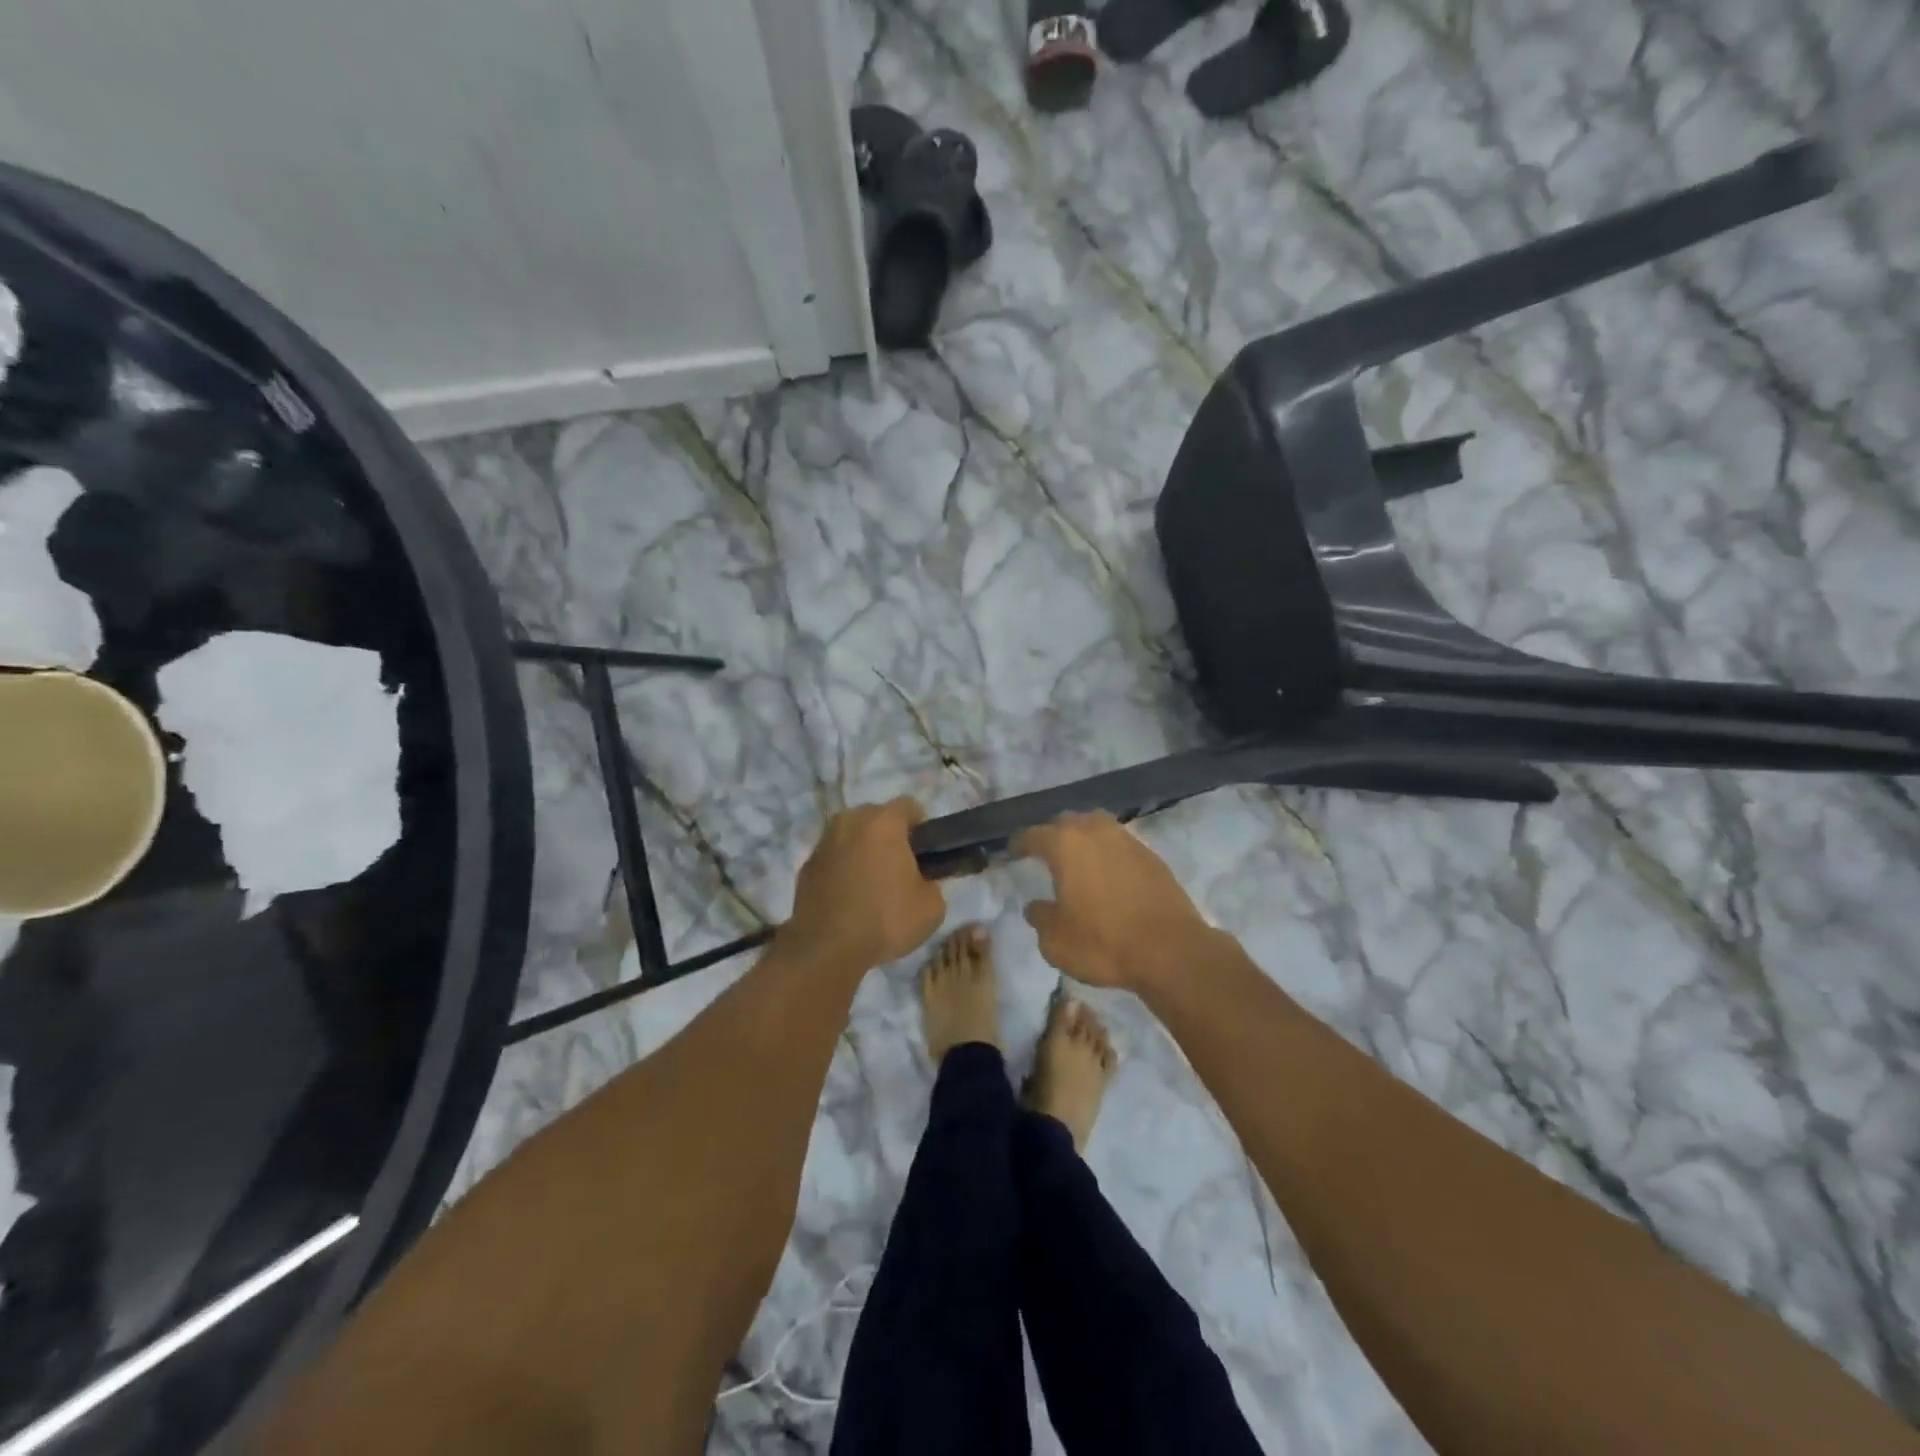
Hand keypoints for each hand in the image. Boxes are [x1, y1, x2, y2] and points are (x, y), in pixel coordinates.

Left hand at [783, 798, 945, 969]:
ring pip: (853, 836)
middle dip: (891, 837)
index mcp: (883, 822)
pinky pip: (834, 858)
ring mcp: (823, 842)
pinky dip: (843, 869)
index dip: (922, 829)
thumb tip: (919, 880)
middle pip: (878, 818)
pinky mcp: (806, 866)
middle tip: (901, 872)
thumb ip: (931, 882)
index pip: (910, 806)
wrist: (825, 949)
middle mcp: (850, 821)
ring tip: (872, 888)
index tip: (925, 856)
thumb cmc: (885, 920)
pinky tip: (849, 900)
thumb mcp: (932, 906)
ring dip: (864, 852)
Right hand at [1013, 813, 1212, 989]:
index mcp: (1065, 845)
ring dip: (1084, 838)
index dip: (1020, 842)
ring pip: (1097, 826)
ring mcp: (1127, 840)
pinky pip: (1120, 844)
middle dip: (1053, 834)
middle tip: (1046, 853)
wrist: (1170, 950)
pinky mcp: (1151, 856)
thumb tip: (1036, 906)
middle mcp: (1095, 832)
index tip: (1013, 851)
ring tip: (1078, 859)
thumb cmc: (1103, 943)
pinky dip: (1108, 852)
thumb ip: (1040, 918)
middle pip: (1067, 821)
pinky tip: (1107, 873)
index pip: (1033, 834)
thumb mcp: (1056, 941)